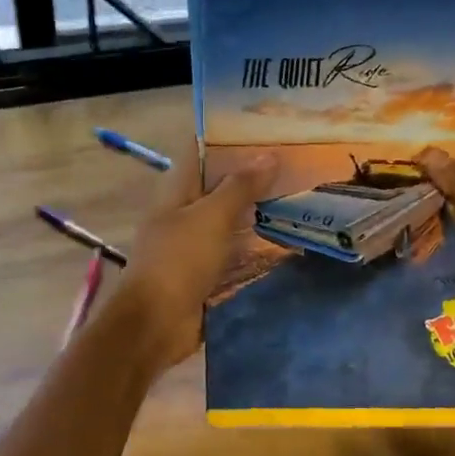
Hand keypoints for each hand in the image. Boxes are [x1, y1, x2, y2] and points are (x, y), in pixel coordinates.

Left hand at [99, 151, 277, 374]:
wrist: (154, 325)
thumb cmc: (178, 261)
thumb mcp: (211, 217)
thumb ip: (239, 186)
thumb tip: (269, 154)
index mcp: (176, 190)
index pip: (202, 151)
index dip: (230, 138)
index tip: (268, 130)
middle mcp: (183, 213)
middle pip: (219, 187)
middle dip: (253, 178)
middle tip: (296, 166)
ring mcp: (193, 245)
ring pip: (230, 221)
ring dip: (258, 214)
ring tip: (300, 200)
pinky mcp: (205, 274)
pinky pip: (234, 254)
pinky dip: (255, 248)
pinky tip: (286, 243)